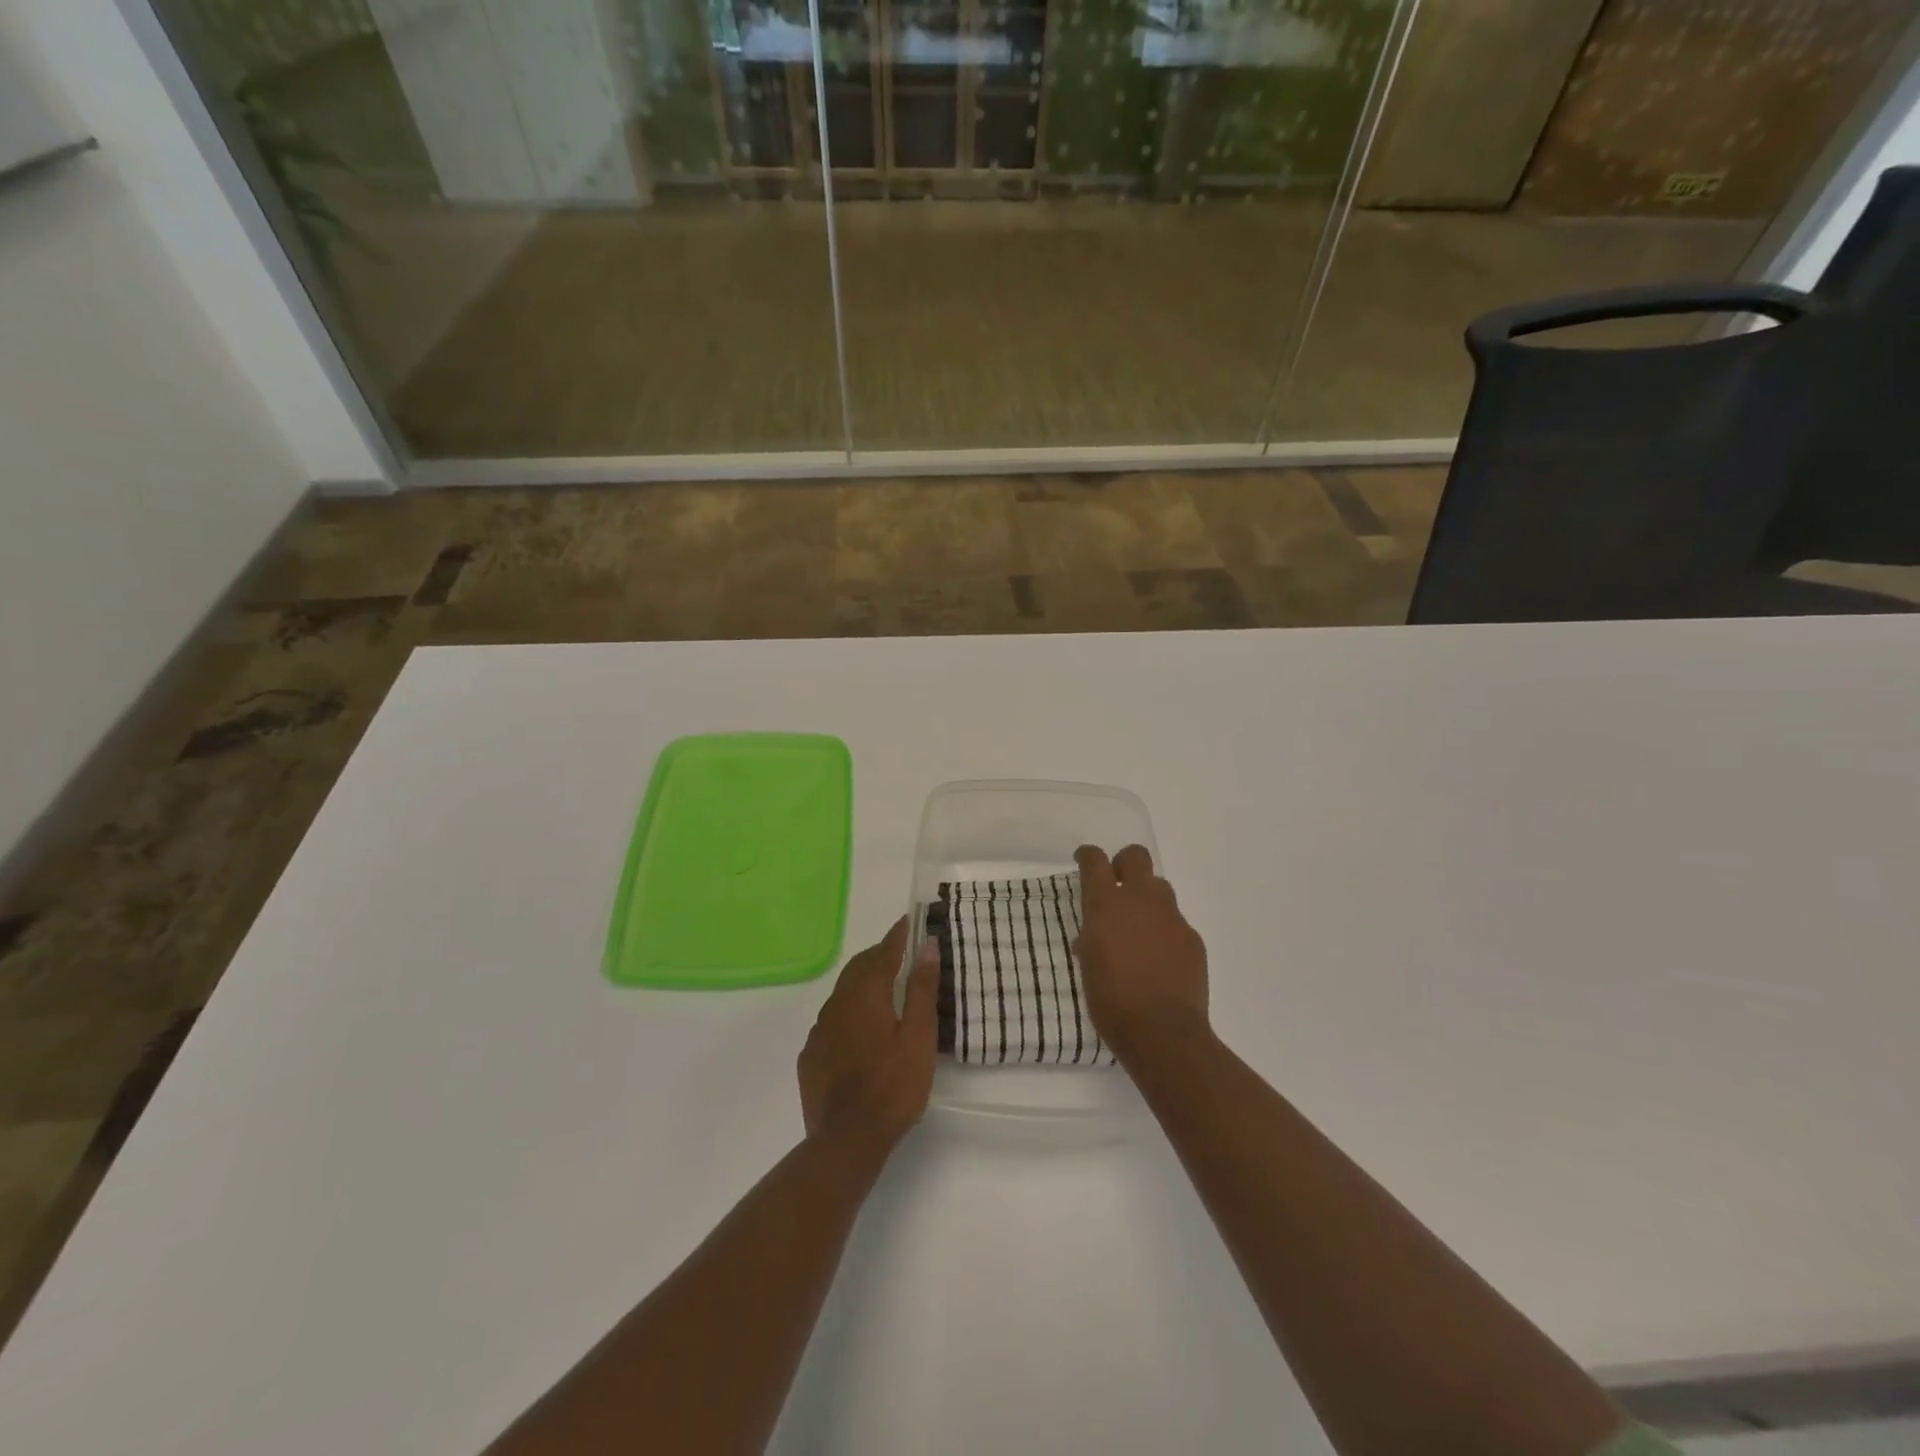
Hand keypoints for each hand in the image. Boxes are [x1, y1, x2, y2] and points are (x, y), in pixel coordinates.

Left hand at [798, 917, 937, 1155]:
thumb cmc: (893, 1086)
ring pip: (842, 993)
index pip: (883, 953)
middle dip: (879, 956)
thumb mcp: (919, 1037)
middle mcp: (837, 1004)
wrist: (846, 1140)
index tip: (908, 922)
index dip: (897, 936)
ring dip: (862, 983)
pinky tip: (858, 1029)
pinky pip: (831, 1020)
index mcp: (866, 994)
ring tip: (882, 988)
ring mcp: (819, 1030)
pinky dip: (848, 1012)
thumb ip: (922, 989)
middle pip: (859, 968)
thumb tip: (928, 945)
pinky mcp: (811, 1055)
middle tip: (899, 953)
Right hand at [1073, 844, 1209, 1065]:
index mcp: (1106, 905)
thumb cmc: (1111, 1002)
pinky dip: (1164, 932)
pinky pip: (1175, 922)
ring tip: (1139, 928)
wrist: (1162, 1033)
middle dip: (1124, 864)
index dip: (1088, 856)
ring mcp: (1171, 917)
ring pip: (1160, 887)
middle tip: (1117, 886)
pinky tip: (1160, 959)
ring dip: (1147, 898)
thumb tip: (1093, 936)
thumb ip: (1092, 940)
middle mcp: (1140, 900)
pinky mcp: (1192, 938)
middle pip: (1136, 856)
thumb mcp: (1088, 967)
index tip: (1084, 860)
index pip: (1095, 861)